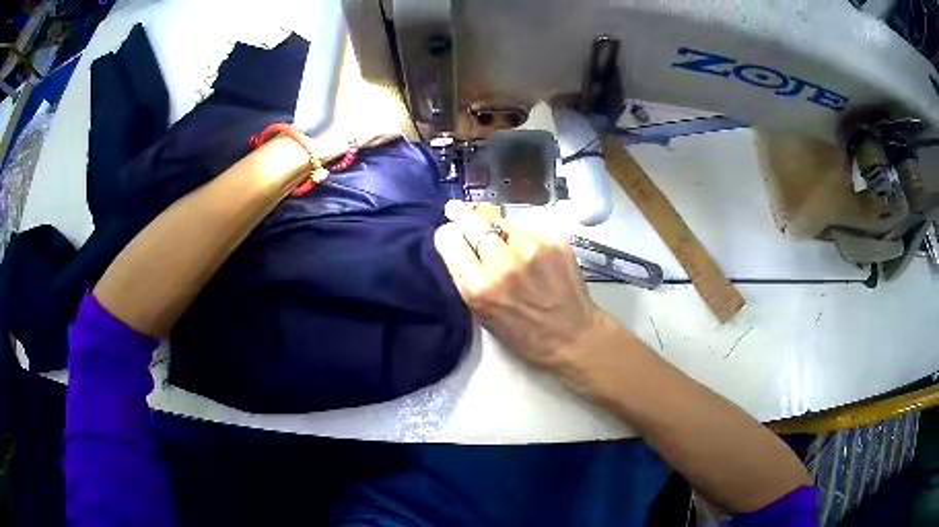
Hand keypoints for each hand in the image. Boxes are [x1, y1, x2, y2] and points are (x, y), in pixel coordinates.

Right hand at [434, 201, 612, 371]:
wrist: (573, 336)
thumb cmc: (523, 335)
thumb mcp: (482, 314)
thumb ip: (467, 277)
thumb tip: (458, 243)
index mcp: (479, 286)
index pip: (448, 238)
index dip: (447, 235)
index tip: (451, 235)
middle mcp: (502, 261)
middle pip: (471, 219)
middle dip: (461, 215)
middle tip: (457, 210)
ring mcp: (531, 247)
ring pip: (501, 221)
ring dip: (497, 230)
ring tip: (507, 246)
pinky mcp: (554, 239)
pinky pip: (528, 228)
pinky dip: (525, 237)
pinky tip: (533, 255)